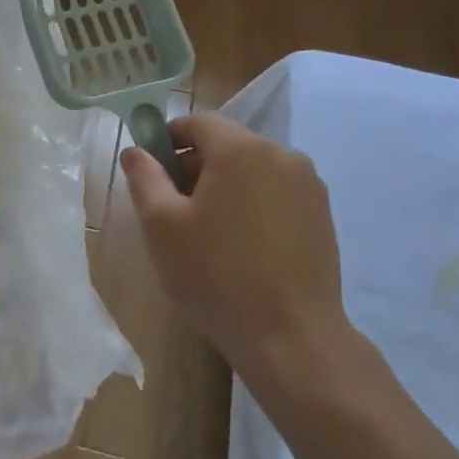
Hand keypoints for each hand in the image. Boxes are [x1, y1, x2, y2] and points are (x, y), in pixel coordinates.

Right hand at [120, 113, 350, 377]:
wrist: (291, 337)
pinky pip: (276, 192)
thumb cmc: (216, 275)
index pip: (198, 122)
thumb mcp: (162, 225)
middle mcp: (282, 155)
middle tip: (172, 207)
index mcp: (241, 150)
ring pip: (253, 169)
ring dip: (224, 185)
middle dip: (195, 165)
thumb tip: (135, 151)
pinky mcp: (323, 214)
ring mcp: (309, 185)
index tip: (151, 171)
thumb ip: (144, 178)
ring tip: (207, 231)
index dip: (168, 139)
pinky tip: (241, 245)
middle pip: (227, 144)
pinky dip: (253, 203)